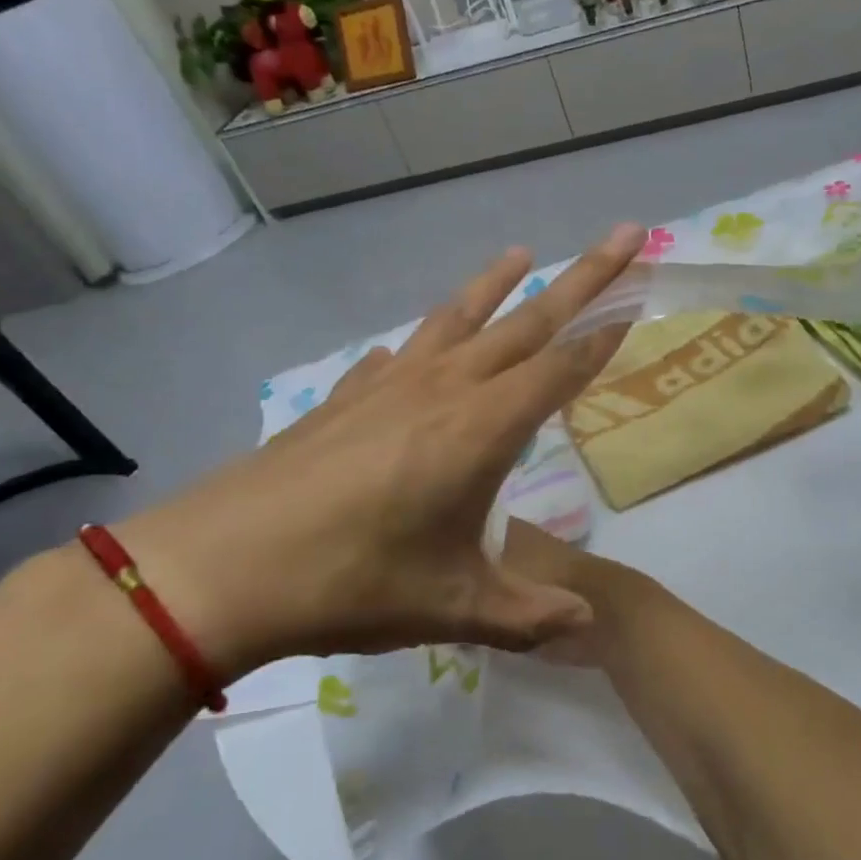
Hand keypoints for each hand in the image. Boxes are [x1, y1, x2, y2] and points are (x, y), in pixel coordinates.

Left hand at [114, 225, 645, 674]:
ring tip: (522, 253)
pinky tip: (415, 348)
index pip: (561, 368)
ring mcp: (389, 386)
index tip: (639, 300)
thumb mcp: (453, 608)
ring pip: (458, 318)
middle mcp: (443, 389)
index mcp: (481, 429)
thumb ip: (528, 614)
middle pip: (527, 321)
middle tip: (623, 234)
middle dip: (584, 277)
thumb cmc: (352, 582)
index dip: (605, 336)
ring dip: (496, 284)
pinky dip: (421, 341)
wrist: (221, 567)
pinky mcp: (345, 398)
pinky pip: (398, 356)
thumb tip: (586, 625)